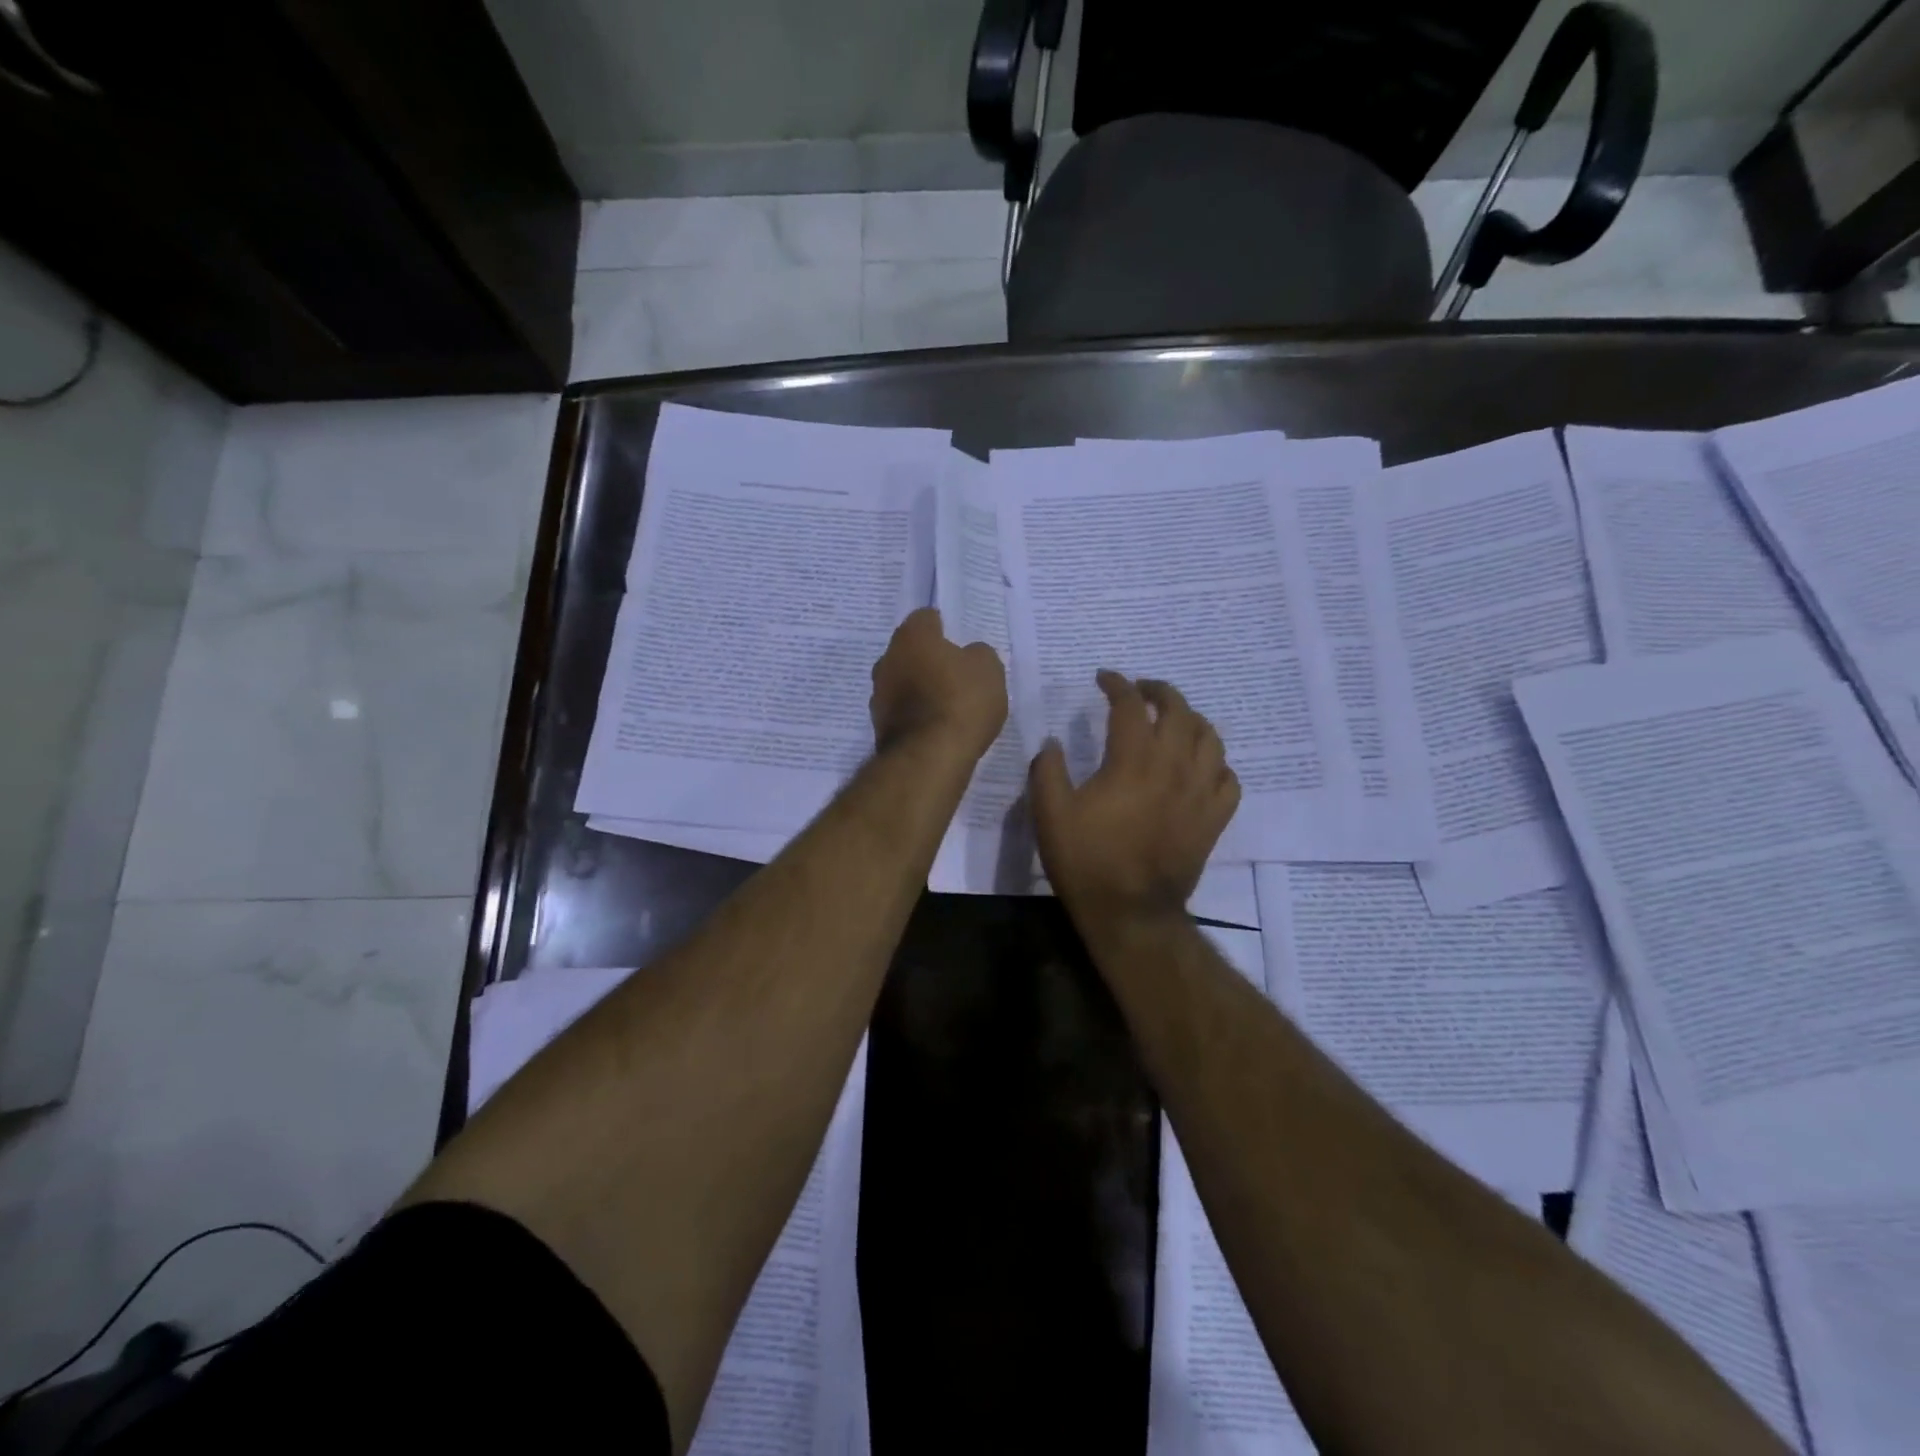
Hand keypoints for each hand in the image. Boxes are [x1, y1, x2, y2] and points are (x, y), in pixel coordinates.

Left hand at [870, 608, 1007, 762]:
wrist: (929, 757)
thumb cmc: (961, 701)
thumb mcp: (988, 669)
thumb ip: (978, 655)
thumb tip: (969, 655)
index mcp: (911, 636)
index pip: (926, 618)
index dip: (944, 628)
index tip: (959, 642)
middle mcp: (886, 659)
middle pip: (910, 652)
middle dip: (928, 660)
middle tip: (955, 673)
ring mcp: (878, 695)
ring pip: (902, 682)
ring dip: (920, 689)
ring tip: (947, 705)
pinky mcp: (879, 726)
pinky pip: (902, 711)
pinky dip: (916, 715)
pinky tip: (936, 727)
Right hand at [1030, 672, 1239, 922]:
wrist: (1130, 912)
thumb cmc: (1087, 861)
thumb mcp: (1049, 814)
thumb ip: (1047, 770)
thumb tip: (1053, 742)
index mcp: (1132, 760)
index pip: (1130, 705)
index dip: (1117, 684)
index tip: (1103, 678)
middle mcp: (1173, 767)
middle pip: (1179, 711)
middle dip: (1159, 691)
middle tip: (1141, 690)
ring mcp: (1200, 793)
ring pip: (1211, 739)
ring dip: (1192, 719)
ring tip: (1175, 720)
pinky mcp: (1214, 819)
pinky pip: (1228, 778)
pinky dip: (1216, 763)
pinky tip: (1201, 766)